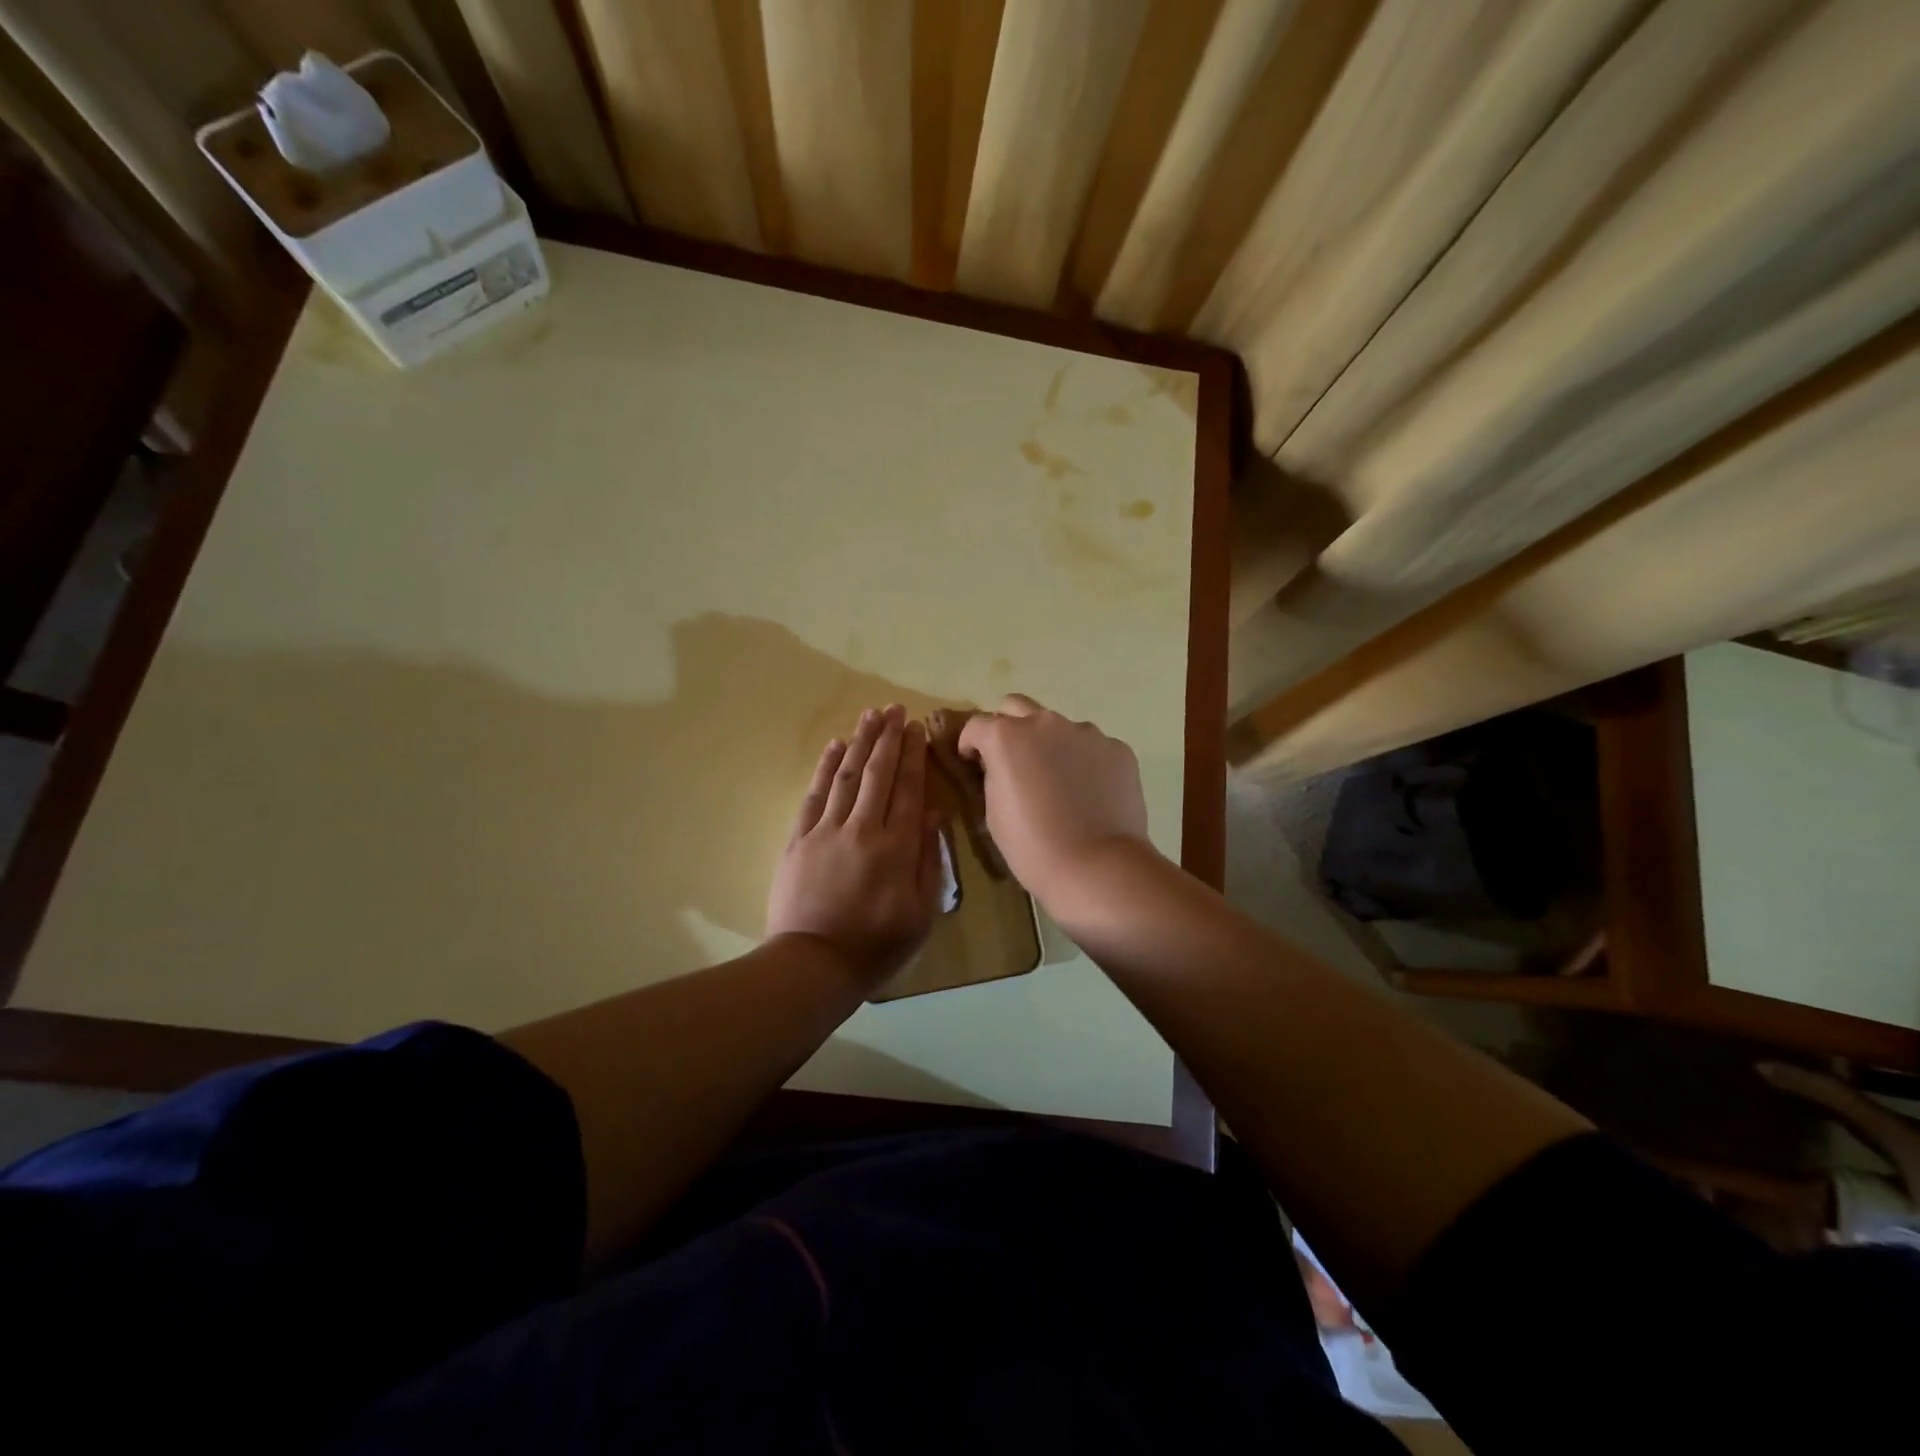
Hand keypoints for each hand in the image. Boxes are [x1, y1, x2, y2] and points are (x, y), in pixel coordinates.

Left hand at [766, 704, 943, 986]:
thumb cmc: (876, 945)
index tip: (917, 728)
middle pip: (878, 773)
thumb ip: (929, 860)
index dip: (914, 756)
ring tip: (870, 715)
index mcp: (896, 846)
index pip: (908, 789)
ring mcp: (826, 830)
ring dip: (860, 742)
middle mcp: (862, 828)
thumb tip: (934, 814)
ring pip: (847, 775)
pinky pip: (814, 794)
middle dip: (888, 738)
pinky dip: (826, 768)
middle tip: (895, 708)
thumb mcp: (920, 912)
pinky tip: (835, 747)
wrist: (812, 965)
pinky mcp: (798, 839)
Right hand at [957, 694, 1154, 914]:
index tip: (972, 763)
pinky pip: (1093, 748)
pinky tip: (1090, 794)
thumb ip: (994, 776)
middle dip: (1008, 727)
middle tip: (1013, 760)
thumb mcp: (994, 812)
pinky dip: (1086, 762)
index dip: (971, 744)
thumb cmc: (1032, 847)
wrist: (1097, 867)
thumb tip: (1002, 767)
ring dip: (1051, 745)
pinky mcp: (1118, 749)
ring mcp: (1087, 733)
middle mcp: (1045, 723)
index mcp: (1007, 737)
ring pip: (1060, 727)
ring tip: (1060, 783)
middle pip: (1017, 707)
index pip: (977, 725)